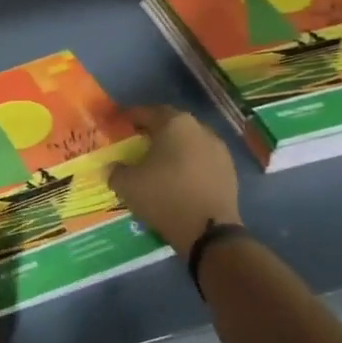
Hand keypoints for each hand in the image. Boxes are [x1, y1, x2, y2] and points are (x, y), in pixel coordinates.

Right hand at [109, 105, 241, 254]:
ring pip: (189, 142)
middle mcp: (200, 129)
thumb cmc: (163, 196)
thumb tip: (112, 166)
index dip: (130, 116)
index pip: (147, 112)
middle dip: (154, 131)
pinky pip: (202, 160)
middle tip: (137, 141)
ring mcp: (219, 149)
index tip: (119, 122)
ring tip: (158, 162)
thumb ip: (115, 170)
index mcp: (174, 124)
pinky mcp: (229, 170)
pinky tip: (178, 179)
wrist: (208, 230)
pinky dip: (188, 164)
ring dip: (174, 148)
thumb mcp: (126, 184)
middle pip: (171, 124)